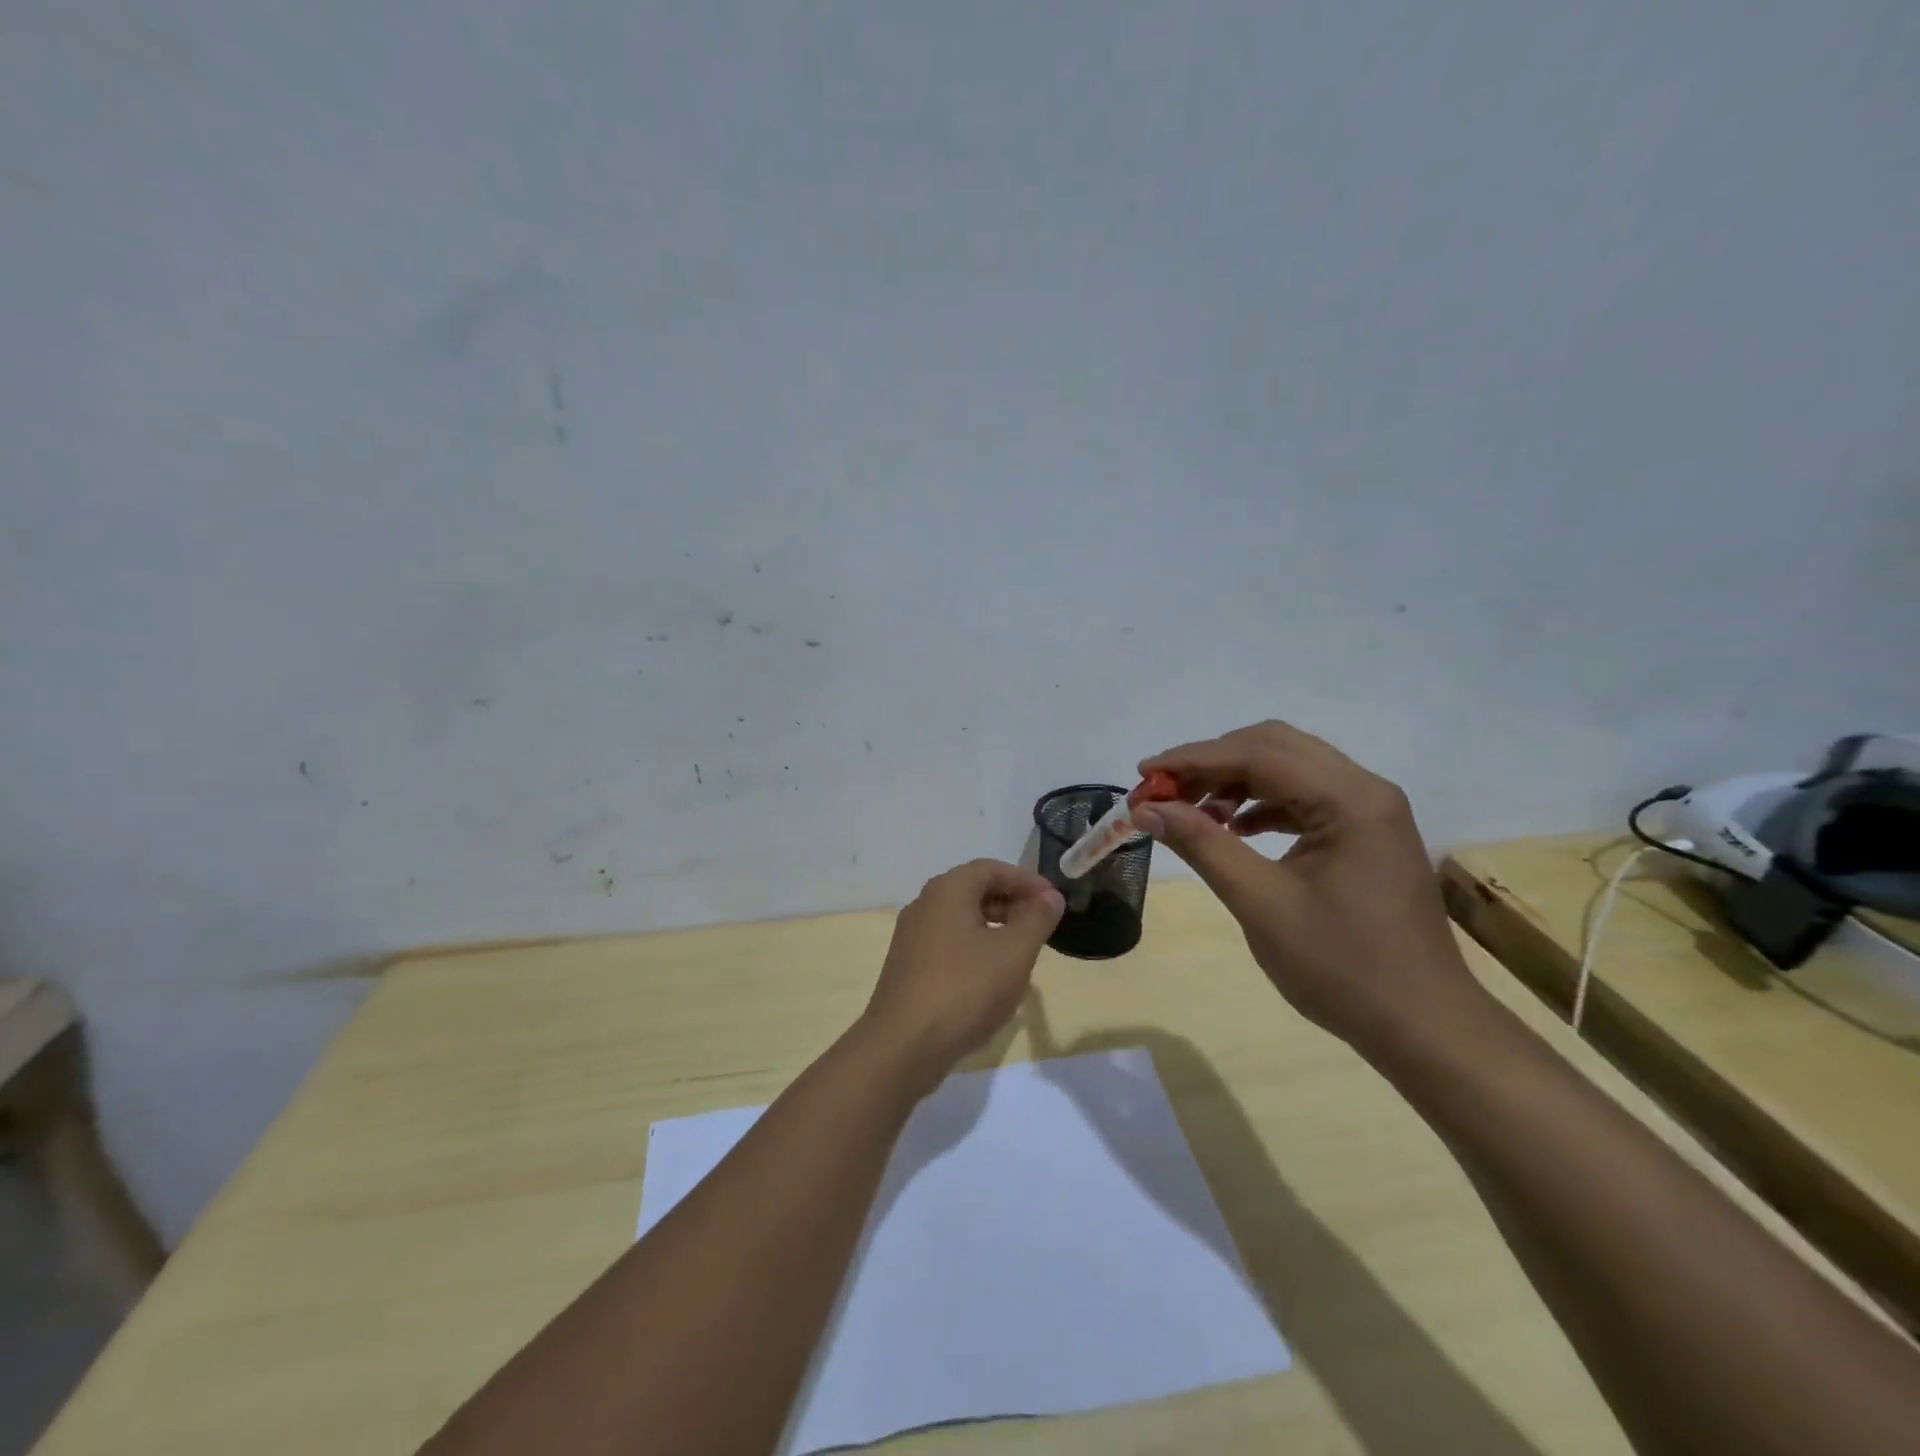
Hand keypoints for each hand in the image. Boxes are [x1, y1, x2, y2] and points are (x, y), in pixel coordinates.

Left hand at [860, 859, 1064, 1092]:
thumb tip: (1050, 896)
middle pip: (974, 891)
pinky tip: (992, 979)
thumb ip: (1036, 919)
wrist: (903, 1046)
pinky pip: (948, 944)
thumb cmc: (965, 989)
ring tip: (1023, 953)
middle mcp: (925, 904)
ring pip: (961, 919)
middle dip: (1012, 904)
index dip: (1027, 881)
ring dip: (995, 928)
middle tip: (1042, 927)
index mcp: (947, 890)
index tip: (1054, 902)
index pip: (992, 869)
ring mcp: (912, 937)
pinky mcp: (908, 966)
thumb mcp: (1014, 952)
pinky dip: (975, 949)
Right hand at [1131, 721, 1482, 1059]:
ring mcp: (1370, 810)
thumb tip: (1147, 809)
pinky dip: (1261, 803)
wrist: (1423, 1026)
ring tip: (1190, 809)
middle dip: (1212, 762)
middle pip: (1275, 747)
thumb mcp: (1261, 903)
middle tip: (1163, 790)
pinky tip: (1232, 828)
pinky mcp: (1366, 833)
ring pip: (1289, 768)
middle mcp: (1365, 789)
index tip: (1143, 775)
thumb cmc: (1342, 967)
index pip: (1258, 754)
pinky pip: (1303, 796)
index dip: (1193, 759)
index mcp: (1349, 800)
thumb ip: (1202, 845)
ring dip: (1235, 781)